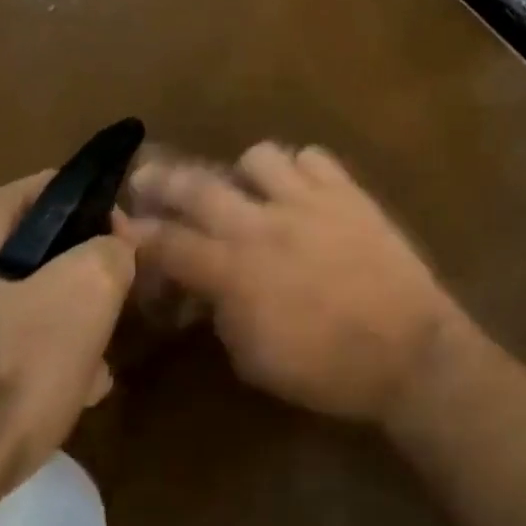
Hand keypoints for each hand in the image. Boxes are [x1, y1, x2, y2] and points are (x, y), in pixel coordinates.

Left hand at [0, 173, 136, 513]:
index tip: (123, 257)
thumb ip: (111, 250)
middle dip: (73, 281)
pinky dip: (8, 361)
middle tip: (104, 321)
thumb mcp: (87, 296)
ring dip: (47, 326)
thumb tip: (111, 245)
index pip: (52, 189)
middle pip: (28, 249)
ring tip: (82, 373)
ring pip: (3, 301)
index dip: (98, 216)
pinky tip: (37, 405)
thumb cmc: (2, 381)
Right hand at [127, 143, 461, 423]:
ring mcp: (308, 199)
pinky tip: (302, 189)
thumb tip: (205, 284)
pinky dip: (300, 168)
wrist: (407, 347)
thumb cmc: (327, 369)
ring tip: (248, 187)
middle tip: (147, 174)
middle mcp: (264, 223)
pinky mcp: (346, 189)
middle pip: (201, 186)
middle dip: (165, 179)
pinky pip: (313, 156)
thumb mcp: (255, 359)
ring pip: (259, 155)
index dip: (137, 234)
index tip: (117, 223)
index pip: (170, 244)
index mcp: (236, 271)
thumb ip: (222, 312)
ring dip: (245, 171)